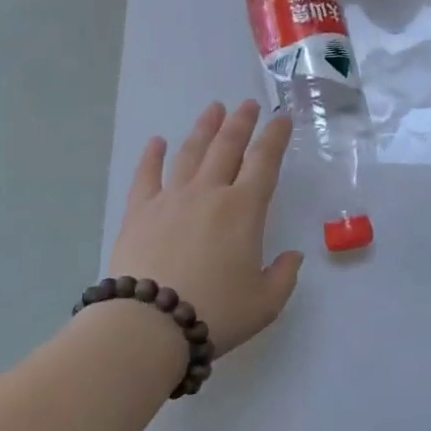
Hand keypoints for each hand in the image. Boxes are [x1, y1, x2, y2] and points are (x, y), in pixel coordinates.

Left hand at [109, 101, 302, 356]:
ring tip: (213, 110)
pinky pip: (147, 175)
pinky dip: (153, 156)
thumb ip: (284, 275)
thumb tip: (292, 256)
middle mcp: (209, 194)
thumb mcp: (266, 303)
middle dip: (241, 123)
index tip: (282, 118)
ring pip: (190, 153)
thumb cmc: (217, 312)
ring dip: (204, 129)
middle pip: (227, 147)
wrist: (149, 324)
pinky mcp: (139, 212)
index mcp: (244, 210)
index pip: (264, 162)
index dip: (275, 137)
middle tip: (248, 105)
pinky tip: (157, 142)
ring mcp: (171, 199)